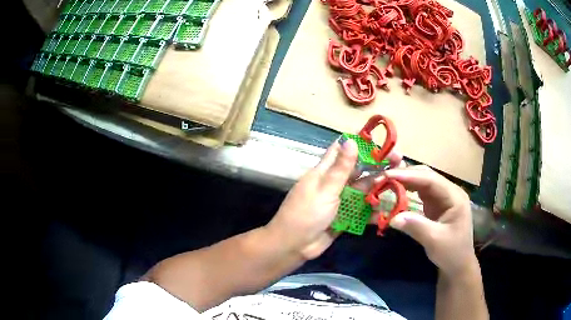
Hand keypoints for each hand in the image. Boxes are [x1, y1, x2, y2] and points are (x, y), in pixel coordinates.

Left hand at [265, 139, 401, 259]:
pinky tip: (386, 211)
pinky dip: (372, 210)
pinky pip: (361, 210)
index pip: (342, 149)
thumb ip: (340, 168)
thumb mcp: (325, 189)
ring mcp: (340, 201)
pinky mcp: (344, 217)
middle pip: (358, 170)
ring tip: (398, 185)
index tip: (379, 138)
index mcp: (325, 171)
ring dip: (378, 187)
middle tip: (399, 161)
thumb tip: (351, 141)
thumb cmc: (306, 214)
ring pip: (363, 190)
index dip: (358, 142)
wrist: (294, 246)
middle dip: (377, 165)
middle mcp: (334, 183)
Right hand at [384, 166, 476, 275]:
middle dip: (405, 175)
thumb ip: (416, 227)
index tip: (388, 175)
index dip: (409, 176)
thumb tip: (393, 218)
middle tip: (383, 178)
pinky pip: (420, 192)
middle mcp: (449, 192)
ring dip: (405, 181)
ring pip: (422, 182)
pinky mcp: (436, 204)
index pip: (430, 180)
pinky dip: (408, 190)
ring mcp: (443, 197)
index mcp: (454, 196)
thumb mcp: (434, 241)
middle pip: (426, 176)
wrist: (459, 264)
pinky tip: (396, 191)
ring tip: (386, 182)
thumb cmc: (451, 252)